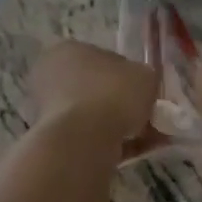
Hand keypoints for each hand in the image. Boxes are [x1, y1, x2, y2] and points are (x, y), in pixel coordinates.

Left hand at [28, 42, 164, 158]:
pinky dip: (116, 143)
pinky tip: (139, 150)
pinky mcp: (57, 139)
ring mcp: (50, 110)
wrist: (84, 138)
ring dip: (124, 126)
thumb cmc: (112, 93)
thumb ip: (144, 77)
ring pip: (96, 116)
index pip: (103, 60)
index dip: (128, 77)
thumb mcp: (145, 75)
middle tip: (150, 117)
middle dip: (125, 105)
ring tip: (151, 139)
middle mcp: (52, 76)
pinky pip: (93, 137)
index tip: (145, 93)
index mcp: (69, 50)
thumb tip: (141, 86)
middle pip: (98, 90)